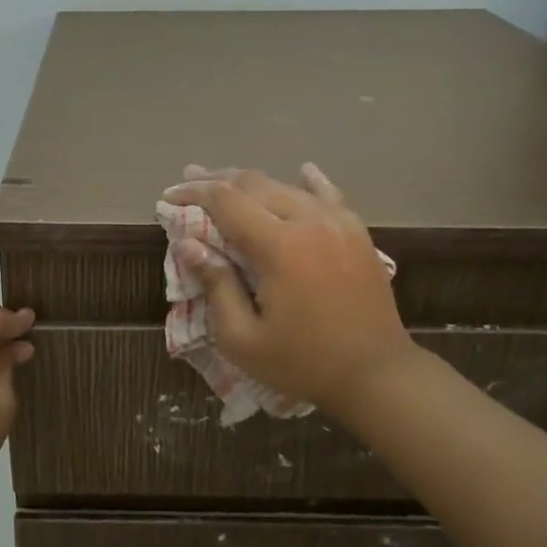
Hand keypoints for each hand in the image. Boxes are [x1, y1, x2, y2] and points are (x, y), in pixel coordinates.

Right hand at [162, 164, 419, 421]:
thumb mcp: (242, 339)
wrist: (377, 374)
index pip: (226, 201)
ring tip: (225, 182)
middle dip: (217, 180)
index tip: (169, 196)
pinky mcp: (358, 233)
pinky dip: (308, 182)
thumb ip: (215, 286)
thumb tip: (187, 244)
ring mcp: (339, 223)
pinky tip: (302, 172)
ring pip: (287, 186)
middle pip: (255, 184)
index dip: (194, 193)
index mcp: (280, 246)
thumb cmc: (303, 362)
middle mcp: (310, 221)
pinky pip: (329, 195)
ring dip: (252, 183)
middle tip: (188, 180)